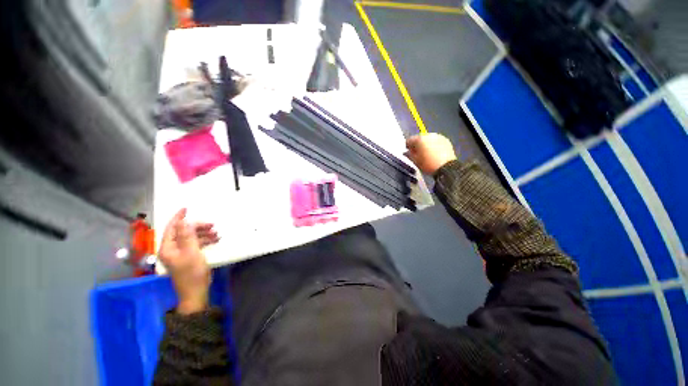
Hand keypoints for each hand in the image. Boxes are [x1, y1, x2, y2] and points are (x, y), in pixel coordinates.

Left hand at [158, 208, 219, 314]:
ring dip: (203, 234)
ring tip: (217, 234)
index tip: (186, 208)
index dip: (178, 217)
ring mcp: (181, 253)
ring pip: (191, 237)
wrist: (196, 292)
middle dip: (197, 227)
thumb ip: (188, 236)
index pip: (171, 228)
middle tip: (212, 225)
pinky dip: (205, 240)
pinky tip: (215, 240)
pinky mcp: (189, 257)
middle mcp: (172, 249)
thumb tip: (186, 221)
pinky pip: (196, 244)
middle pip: (184, 232)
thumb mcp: (192, 253)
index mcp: (168, 248)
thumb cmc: (192, 273)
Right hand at [405, 133, 457, 174]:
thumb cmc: (427, 164)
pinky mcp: (446, 140)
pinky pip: (436, 141)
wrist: (446, 167)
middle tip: (417, 153)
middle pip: (419, 138)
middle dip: (417, 145)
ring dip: (425, 144)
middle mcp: (429, 135)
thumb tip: (406, 152)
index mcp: (419, 139)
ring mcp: (438, 137)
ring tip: (426, 153)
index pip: (409, 140)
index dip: (407, 146)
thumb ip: (409, 155)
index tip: (408, 152)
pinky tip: (434, 153)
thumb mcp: (415, 161)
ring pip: (428, 139)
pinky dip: (433, 145)